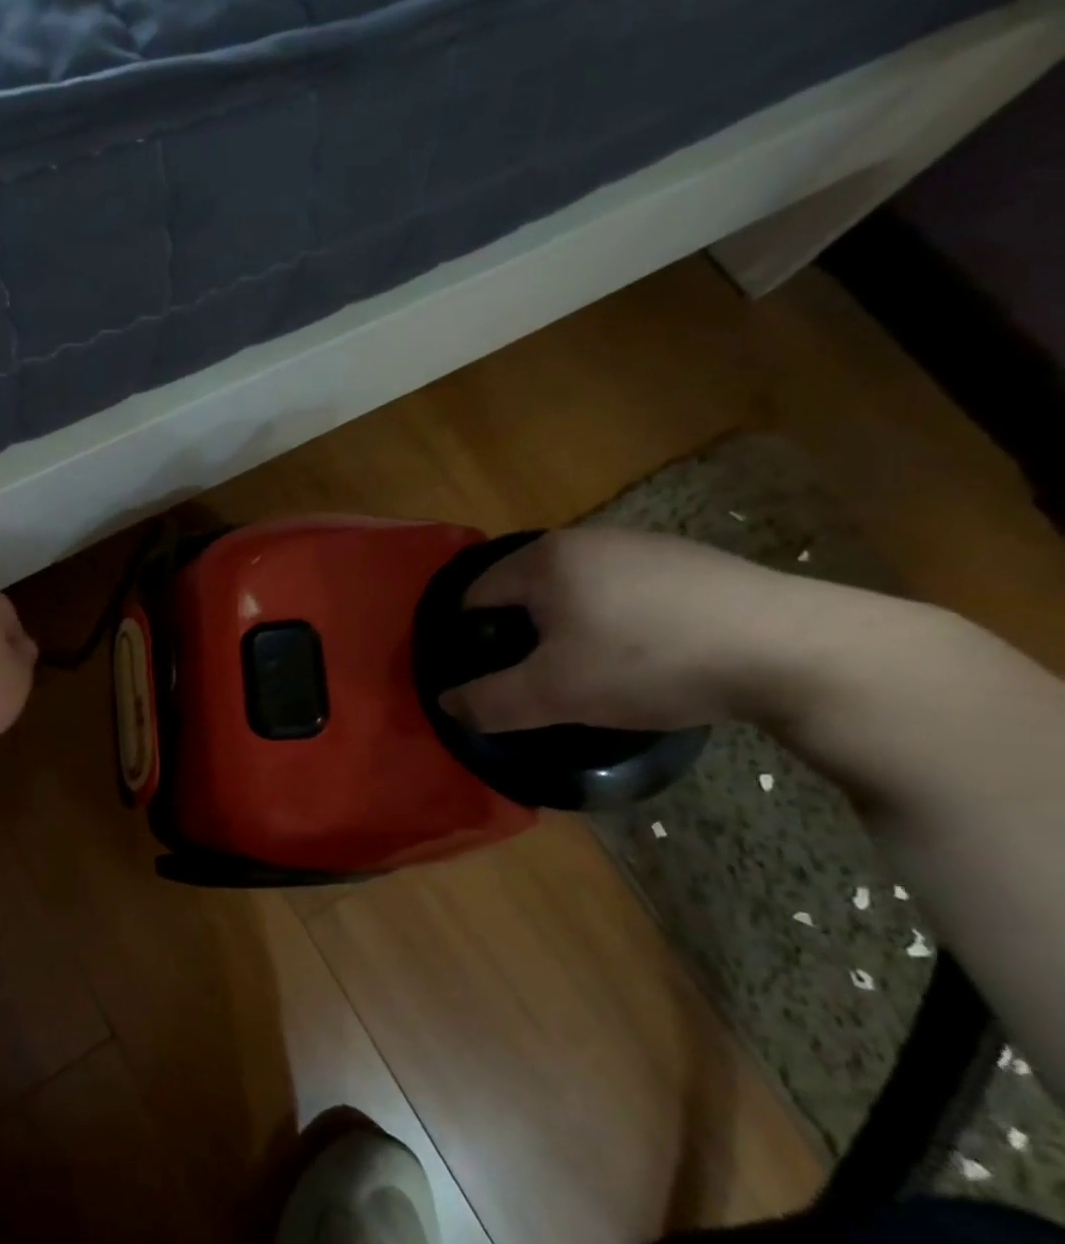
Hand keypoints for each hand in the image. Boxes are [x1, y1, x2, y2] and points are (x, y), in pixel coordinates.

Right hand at [439, 528, 806, 732]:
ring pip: (576, 589)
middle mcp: (586, 539)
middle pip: (525, 589)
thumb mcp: (556, 694)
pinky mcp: (690, 561)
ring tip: (590, 669)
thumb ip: (490, 701)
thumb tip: (447, 704)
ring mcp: (642, 544)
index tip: (485, 675)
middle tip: (537, 678)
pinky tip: (646, 654)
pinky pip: (624, 590)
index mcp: (544, 560)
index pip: (475, 594)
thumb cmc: (649, 663)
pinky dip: (615, 619)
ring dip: (568, 626)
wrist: (797, 649)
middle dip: (520, 633)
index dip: (468, 637)